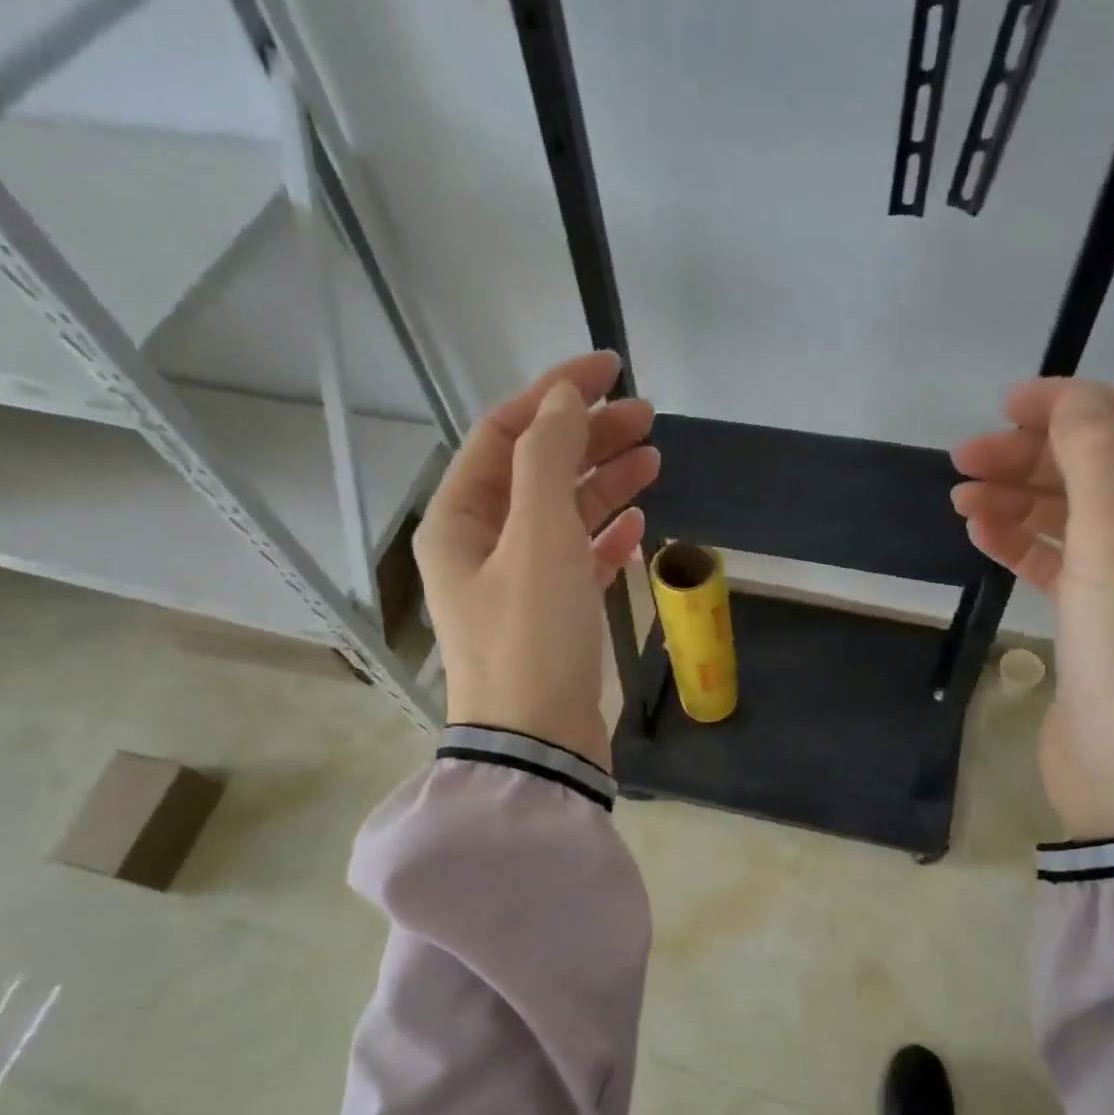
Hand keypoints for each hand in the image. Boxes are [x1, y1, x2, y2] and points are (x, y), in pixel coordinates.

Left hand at [415, 351, 658, 770]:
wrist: (539, 744)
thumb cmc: (532, 638)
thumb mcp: (538, 538)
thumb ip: (548, 458)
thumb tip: (563, 398)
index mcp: (459, 520)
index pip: (505, 432)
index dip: (555, 393)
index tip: (610, 370)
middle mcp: (481, 546)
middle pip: (536, 471)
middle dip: (588, 438)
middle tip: (647, 418)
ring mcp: (516, 584)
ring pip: (561, 515)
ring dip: (603, 484)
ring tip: (654, 460)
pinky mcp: (550, 617)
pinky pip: (576, 560)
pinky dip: (605, 537)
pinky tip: (638, 524)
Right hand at [951, 379, 1113, 840]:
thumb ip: (1095, 467)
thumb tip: (1069, 400)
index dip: (1082, 406)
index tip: (1010, 406)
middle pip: (1105, 470)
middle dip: (1036, 458)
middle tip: (965, 458)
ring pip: (1076, 517)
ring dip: (1020, 500)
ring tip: (959, 496)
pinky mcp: (1100, 619)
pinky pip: (1060, 563)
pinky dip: (1021, 544)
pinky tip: (979, 532)